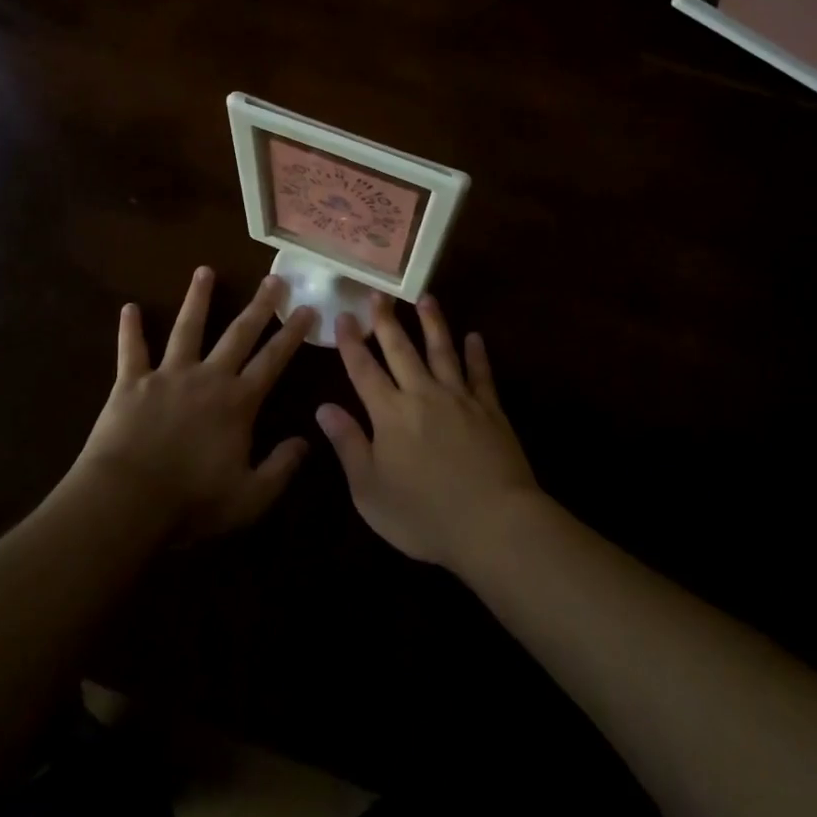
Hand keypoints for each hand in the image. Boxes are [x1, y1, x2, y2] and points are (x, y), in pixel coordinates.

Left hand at [76, 268, 314, 543]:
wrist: (127, 501)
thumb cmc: (191, 502)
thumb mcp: (250, 497)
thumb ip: (281, 468)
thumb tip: (305, 441)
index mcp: (238, 402)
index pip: (273, 360)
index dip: (292, 334)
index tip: (307, 308)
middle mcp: (208, 377)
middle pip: (238, 334)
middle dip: (259, 306)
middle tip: (273, 278)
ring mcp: (168, 375)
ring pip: (187, 328)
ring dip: (197, 299)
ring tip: (204, 271)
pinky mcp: (132, 383)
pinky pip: (132, 350)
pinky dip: (130, 329)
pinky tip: (129, 307)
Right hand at [316, 294, 539, 570]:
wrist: (493, 523)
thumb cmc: (423, 515)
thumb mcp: (370, 490)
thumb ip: (348, 445)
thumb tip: (323, 407)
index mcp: (389, 413)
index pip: (364, 369)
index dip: (351, 342)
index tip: (343, 315)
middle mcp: (422, 394)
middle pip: (401, 349)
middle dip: (387, 321)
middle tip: (379, 293)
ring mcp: (459, 398)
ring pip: (442, 350)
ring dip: (432, 323)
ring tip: (426, 298)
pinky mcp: (490, 409)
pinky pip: (481, 374)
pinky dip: (477, 354)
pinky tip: (475, 338)